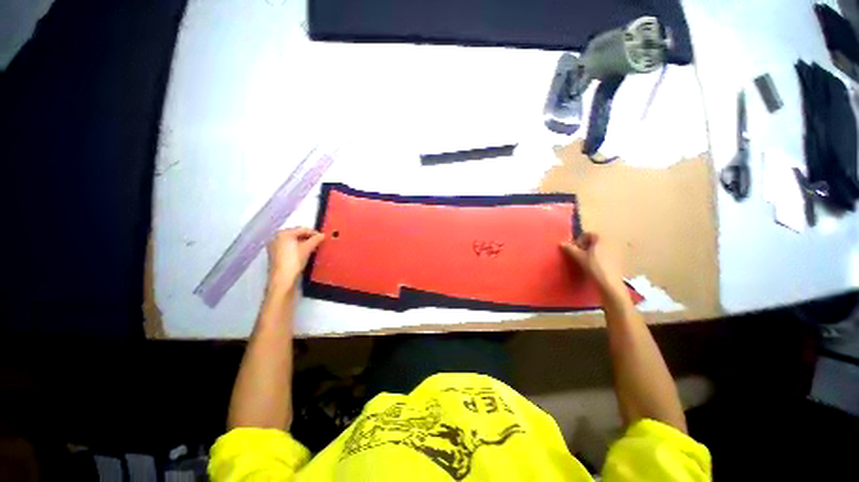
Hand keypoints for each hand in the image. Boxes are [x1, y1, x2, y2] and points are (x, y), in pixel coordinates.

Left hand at [266, 227, 324, 294]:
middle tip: (318, 243)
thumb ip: (315, 240)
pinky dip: (297, 249)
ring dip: (304, 244)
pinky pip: (289, 248)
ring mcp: (274, 247)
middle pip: (296, 234)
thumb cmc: (294, 261)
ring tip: (313, 248)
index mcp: (283, 233)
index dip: (314, 233)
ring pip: (293, 242)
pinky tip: (304, 254)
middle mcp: (276, 238)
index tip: (322, 237)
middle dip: (308, 238)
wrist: (282, 279)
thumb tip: (322, 235)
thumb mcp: (307, 248)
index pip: (302, 229)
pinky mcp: (275, 255)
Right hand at [561, 232, 623, 293]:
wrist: (609, 283)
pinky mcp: (617, 260)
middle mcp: (610, 242)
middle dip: (584, 246)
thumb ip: (570, 249)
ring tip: (584, 261)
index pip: (587, 234)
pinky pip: (605, 254)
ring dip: (590, 252)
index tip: (573, 249)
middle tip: (577, 255)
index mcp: (601, 239)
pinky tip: (593, 266)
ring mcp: (615, 251)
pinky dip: (597, 257)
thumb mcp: (579, 257)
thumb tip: (561, 243)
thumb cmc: (594, 267)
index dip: (578, 240)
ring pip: (599, 248)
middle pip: (594, 241)